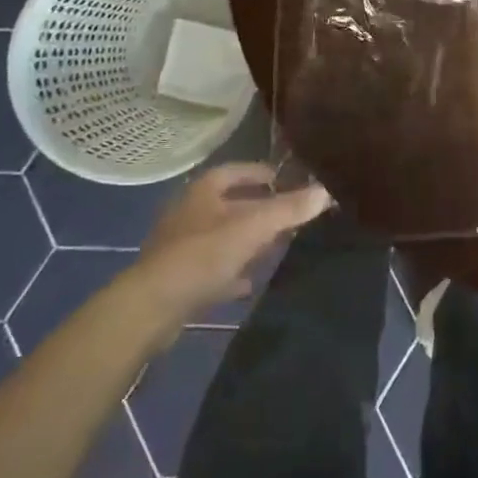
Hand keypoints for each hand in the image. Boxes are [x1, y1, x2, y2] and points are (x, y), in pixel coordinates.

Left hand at [125, 164, 331, 342]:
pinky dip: (231, 272)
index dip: (265, 173)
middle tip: (290, 215)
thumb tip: (326, 190)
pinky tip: (249, 282)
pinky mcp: (178, 278)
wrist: (151, 308)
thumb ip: (290, 209)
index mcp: (205, 190)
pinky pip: (212, 269)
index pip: (239, 170)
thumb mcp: (254, 227)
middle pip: (232, 204)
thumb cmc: (203, 254)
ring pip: (222, 236)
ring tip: (276, 247)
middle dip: (260, 209)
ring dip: (246, 241)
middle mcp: (190, 212)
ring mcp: (181, 246)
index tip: (291, 181)